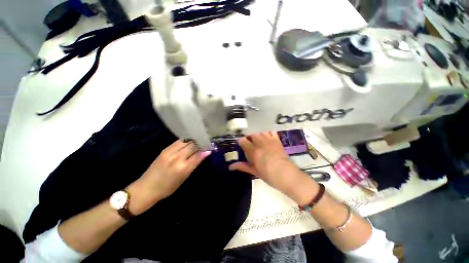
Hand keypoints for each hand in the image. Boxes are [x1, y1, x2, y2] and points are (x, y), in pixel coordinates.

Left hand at [127, 140, 210, 214]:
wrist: (146, 188)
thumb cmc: (168, 188)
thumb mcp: (184, 178)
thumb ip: (194, 164)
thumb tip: (204, 154)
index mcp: (183, 168)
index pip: (198, 154)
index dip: (206, 149)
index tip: (211, 147)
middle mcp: (177, 157)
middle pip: (193, 145)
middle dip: (201, 143)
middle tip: (206, 142)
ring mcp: (170, 152)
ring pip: (186, 141)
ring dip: (194, 140)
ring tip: (199, 140)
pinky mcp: (165, 149)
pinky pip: (179, 141)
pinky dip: (186, 141)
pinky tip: (189, 142)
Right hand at [229, 132, 314, 199]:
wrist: (287, 175)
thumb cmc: (269, 175)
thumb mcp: (254, 171)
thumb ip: (242, 166)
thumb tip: (230, 167)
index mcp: (254, 151)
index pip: (243, 140)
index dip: (241, 141)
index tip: (241, 145)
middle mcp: (260, 143)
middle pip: (251, 133)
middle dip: (248, 136)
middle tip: (248, 141)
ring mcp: (269, 140)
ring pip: (260, 131)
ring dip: (256, 132)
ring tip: (255, 137)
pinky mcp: (276, 140)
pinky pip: (270, 131)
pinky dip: (267, 131)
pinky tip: (265, 134)